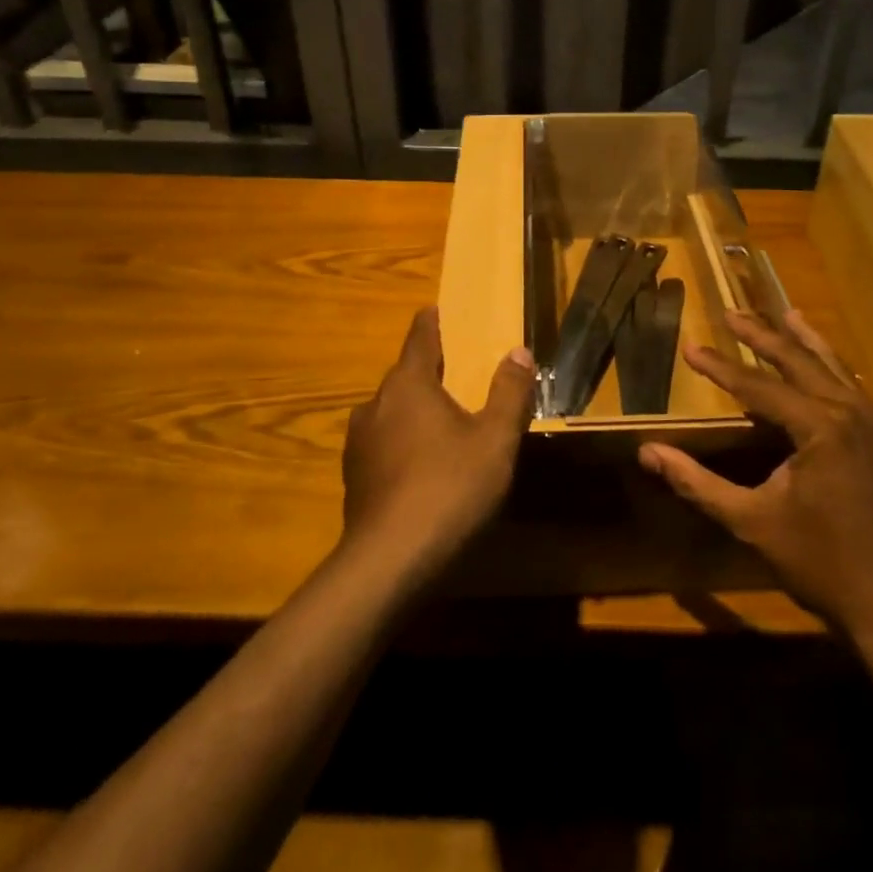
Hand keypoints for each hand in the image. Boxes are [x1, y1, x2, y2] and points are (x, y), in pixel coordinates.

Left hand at [340, 307, 535, 580]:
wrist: (389, 561)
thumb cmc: (449, 488)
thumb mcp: (495, 440)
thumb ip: (509, 392)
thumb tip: (518, 351)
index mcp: (408, 385)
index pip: (419, 337)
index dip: (431, 322)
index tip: (437, 310)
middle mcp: (376, 404)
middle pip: (404, 375)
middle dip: (429, 370)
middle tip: (458, 373)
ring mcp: (358, 442)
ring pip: (391, 410)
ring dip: (414, 408)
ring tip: (442, 421)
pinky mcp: (354, 476)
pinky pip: (383, 442)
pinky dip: (402, 440)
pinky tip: (421, 465)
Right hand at [637, 310, 872, 641]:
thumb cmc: (821, 563)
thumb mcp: (751, 521)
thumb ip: (697, 482)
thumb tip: (647, 453)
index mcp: (821, 426)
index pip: (758, 385)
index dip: (720, 366)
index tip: (690, 345)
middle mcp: (853, 411)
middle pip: (799, 361)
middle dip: (762, 336)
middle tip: (731, 313)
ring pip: (833, 367)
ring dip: (802, 341)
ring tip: (783, 314)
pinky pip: (852, 387)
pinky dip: (829, 367)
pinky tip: (822, 363)